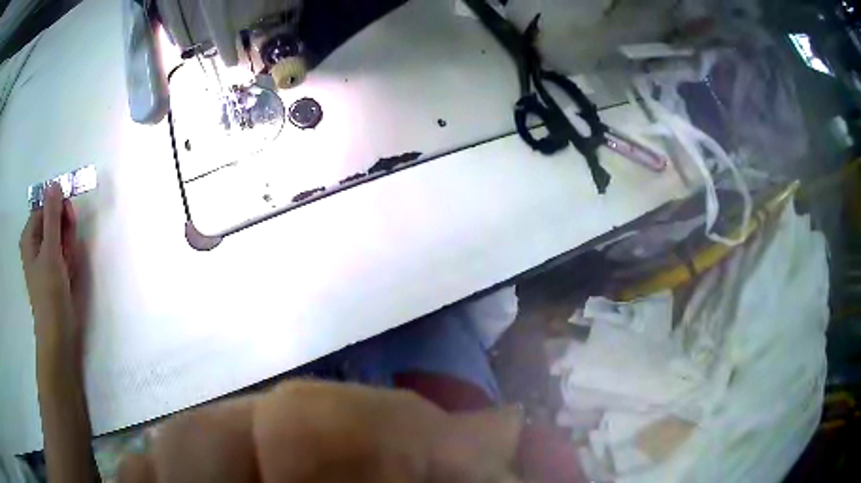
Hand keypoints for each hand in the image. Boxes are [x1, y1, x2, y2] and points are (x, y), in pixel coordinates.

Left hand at [20, 183, 83, 364]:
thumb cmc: (50, 292)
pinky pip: (63, 252)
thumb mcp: (51, 251)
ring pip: (60, 236)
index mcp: (30, 234)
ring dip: (68, 247)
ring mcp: (44, 257)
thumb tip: (55, 183)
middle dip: (64, 231)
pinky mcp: (53, 270)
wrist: (58, 333)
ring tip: (68, 266)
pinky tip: (69, 273)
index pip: (45, 205)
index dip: (58, 209)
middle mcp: (35, 242)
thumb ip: (52, 216)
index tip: (69, 221)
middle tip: (67, 248)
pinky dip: (69, 259)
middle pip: (53, 220)